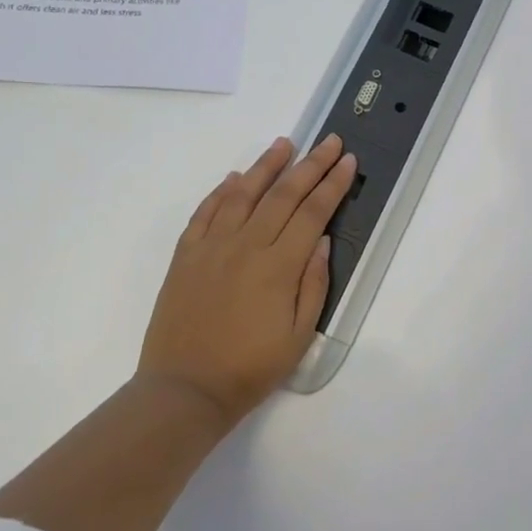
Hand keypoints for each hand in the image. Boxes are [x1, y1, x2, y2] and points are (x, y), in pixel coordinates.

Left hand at [139, 135, 357, 424]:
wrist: (184, 389)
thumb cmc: (250, 368)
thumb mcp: (298, 335)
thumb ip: (314, 284)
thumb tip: (321, 241)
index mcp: (278, 266)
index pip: (313, 212)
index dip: (332, 184)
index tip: (347, 161)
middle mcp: (246, 246)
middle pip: (283, 194)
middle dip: (310, 165)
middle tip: (329, 141)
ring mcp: (211, 247)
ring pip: (242, 194)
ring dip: (266, 166)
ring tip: (284, 144)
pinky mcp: (185, 256)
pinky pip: (205, 212)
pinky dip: (221, 191)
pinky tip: (235, 178)